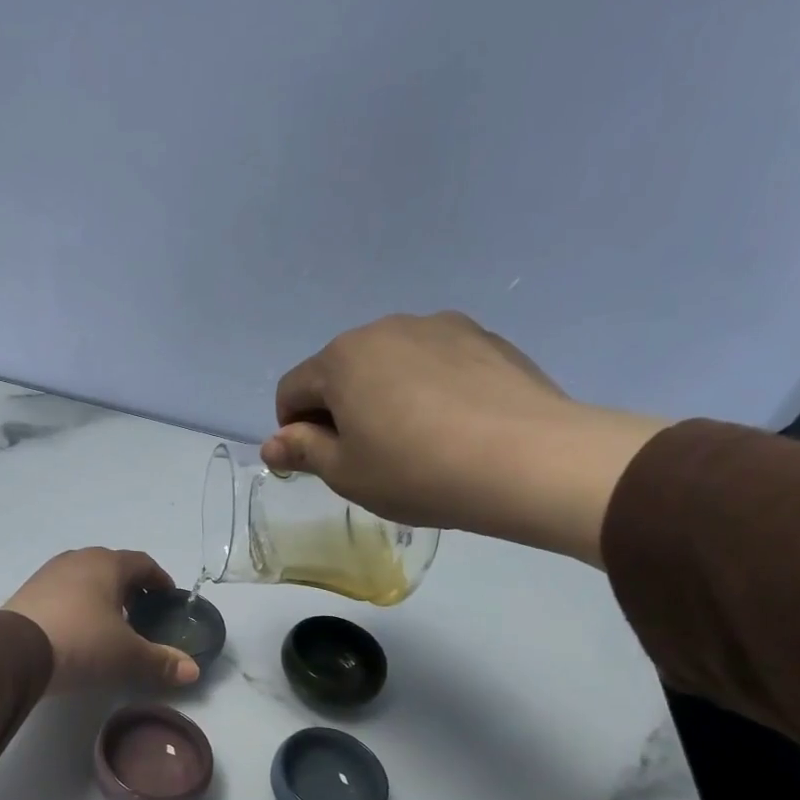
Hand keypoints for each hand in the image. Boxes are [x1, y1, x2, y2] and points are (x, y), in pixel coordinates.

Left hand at [5, 549, 199, 694]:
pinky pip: (62, 593)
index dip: (159, 580)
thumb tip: (193, 671)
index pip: (143, 563)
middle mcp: (77, 559)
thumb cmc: (82, 642)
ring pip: (84, 578)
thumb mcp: (126, 655)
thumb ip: (161, 661)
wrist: (14, 652)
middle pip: (112, 567)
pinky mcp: (27, 592)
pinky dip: (76, 605)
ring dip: (100, 596)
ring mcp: (48, 573)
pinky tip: (77, 630)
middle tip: (140, 614)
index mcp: (107, 564)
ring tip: (109, 624)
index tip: (168, 597)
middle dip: (129, 588)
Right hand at [262, 312, 668, 566]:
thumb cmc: (416, 471)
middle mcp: (385, 328)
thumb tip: (272, 443)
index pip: (292, 390)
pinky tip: (454, 426)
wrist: (527, 460)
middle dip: (340, 410)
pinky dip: (429, 389)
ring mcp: (440, 327)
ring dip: (384, 396)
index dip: (292, 430)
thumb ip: (303, 451)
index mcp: (341, 358)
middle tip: (367, 457)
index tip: (318, 463)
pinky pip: (435, 363)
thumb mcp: (346, 473)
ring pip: (390, 364)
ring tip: (416, 442)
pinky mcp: (485, 338)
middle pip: (341, 371)